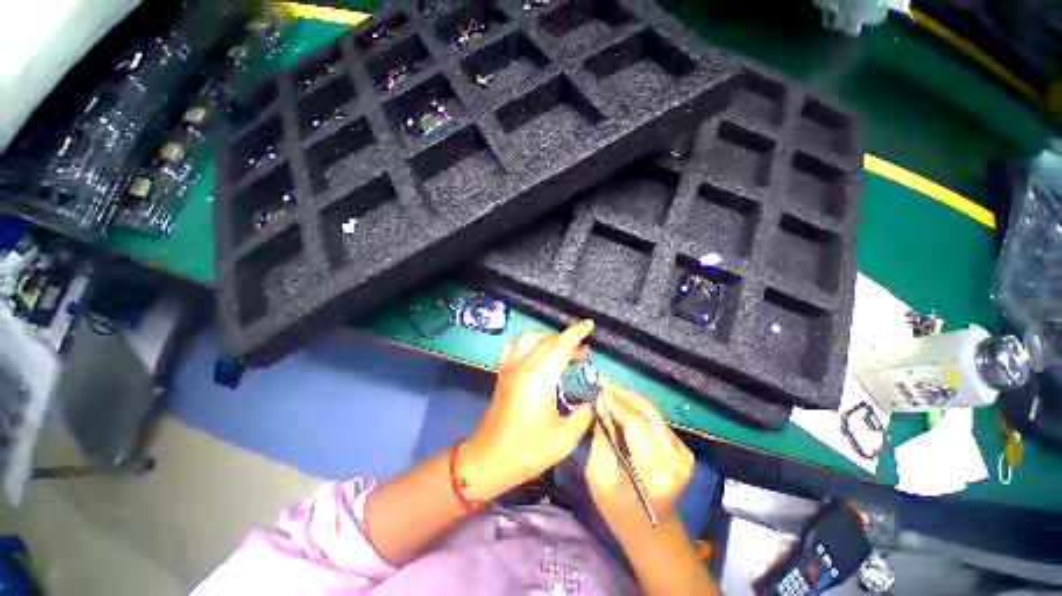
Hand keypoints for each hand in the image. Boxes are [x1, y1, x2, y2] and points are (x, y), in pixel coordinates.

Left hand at [462, 320, 596, 499]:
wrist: (489, 459)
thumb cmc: (527, 452)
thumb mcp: (563, 439)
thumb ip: (583, 415)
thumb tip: (591, 400)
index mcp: (538, 379)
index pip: (560, 346)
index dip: (576, 333)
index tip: (589, 325)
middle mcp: (522, 366)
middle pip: (547, 340)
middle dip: (568, 340)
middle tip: (584, 353)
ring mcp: (509, 367)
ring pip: (529, 337)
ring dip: (549, 338)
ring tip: (562, 350)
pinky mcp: (502, 372)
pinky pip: (514, 345)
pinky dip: (529, 341)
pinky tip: (536, 351)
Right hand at [586, 381, 693, 532]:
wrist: (650, 529)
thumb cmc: (617, 507)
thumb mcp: (599, 475)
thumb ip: (601, 437)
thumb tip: (600, 405)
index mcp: (655, 470)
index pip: (635, 423)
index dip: (616, 402)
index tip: (598, 387)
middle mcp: (675, 458)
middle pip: (648, 412)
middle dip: (623, 393)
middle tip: (603, 382)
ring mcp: (683, 453)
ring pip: (653, 412)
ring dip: (630, 398)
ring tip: (609, 388)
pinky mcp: (683, 450)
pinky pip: (656, 420)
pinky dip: (638, 408)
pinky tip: (622, 402)